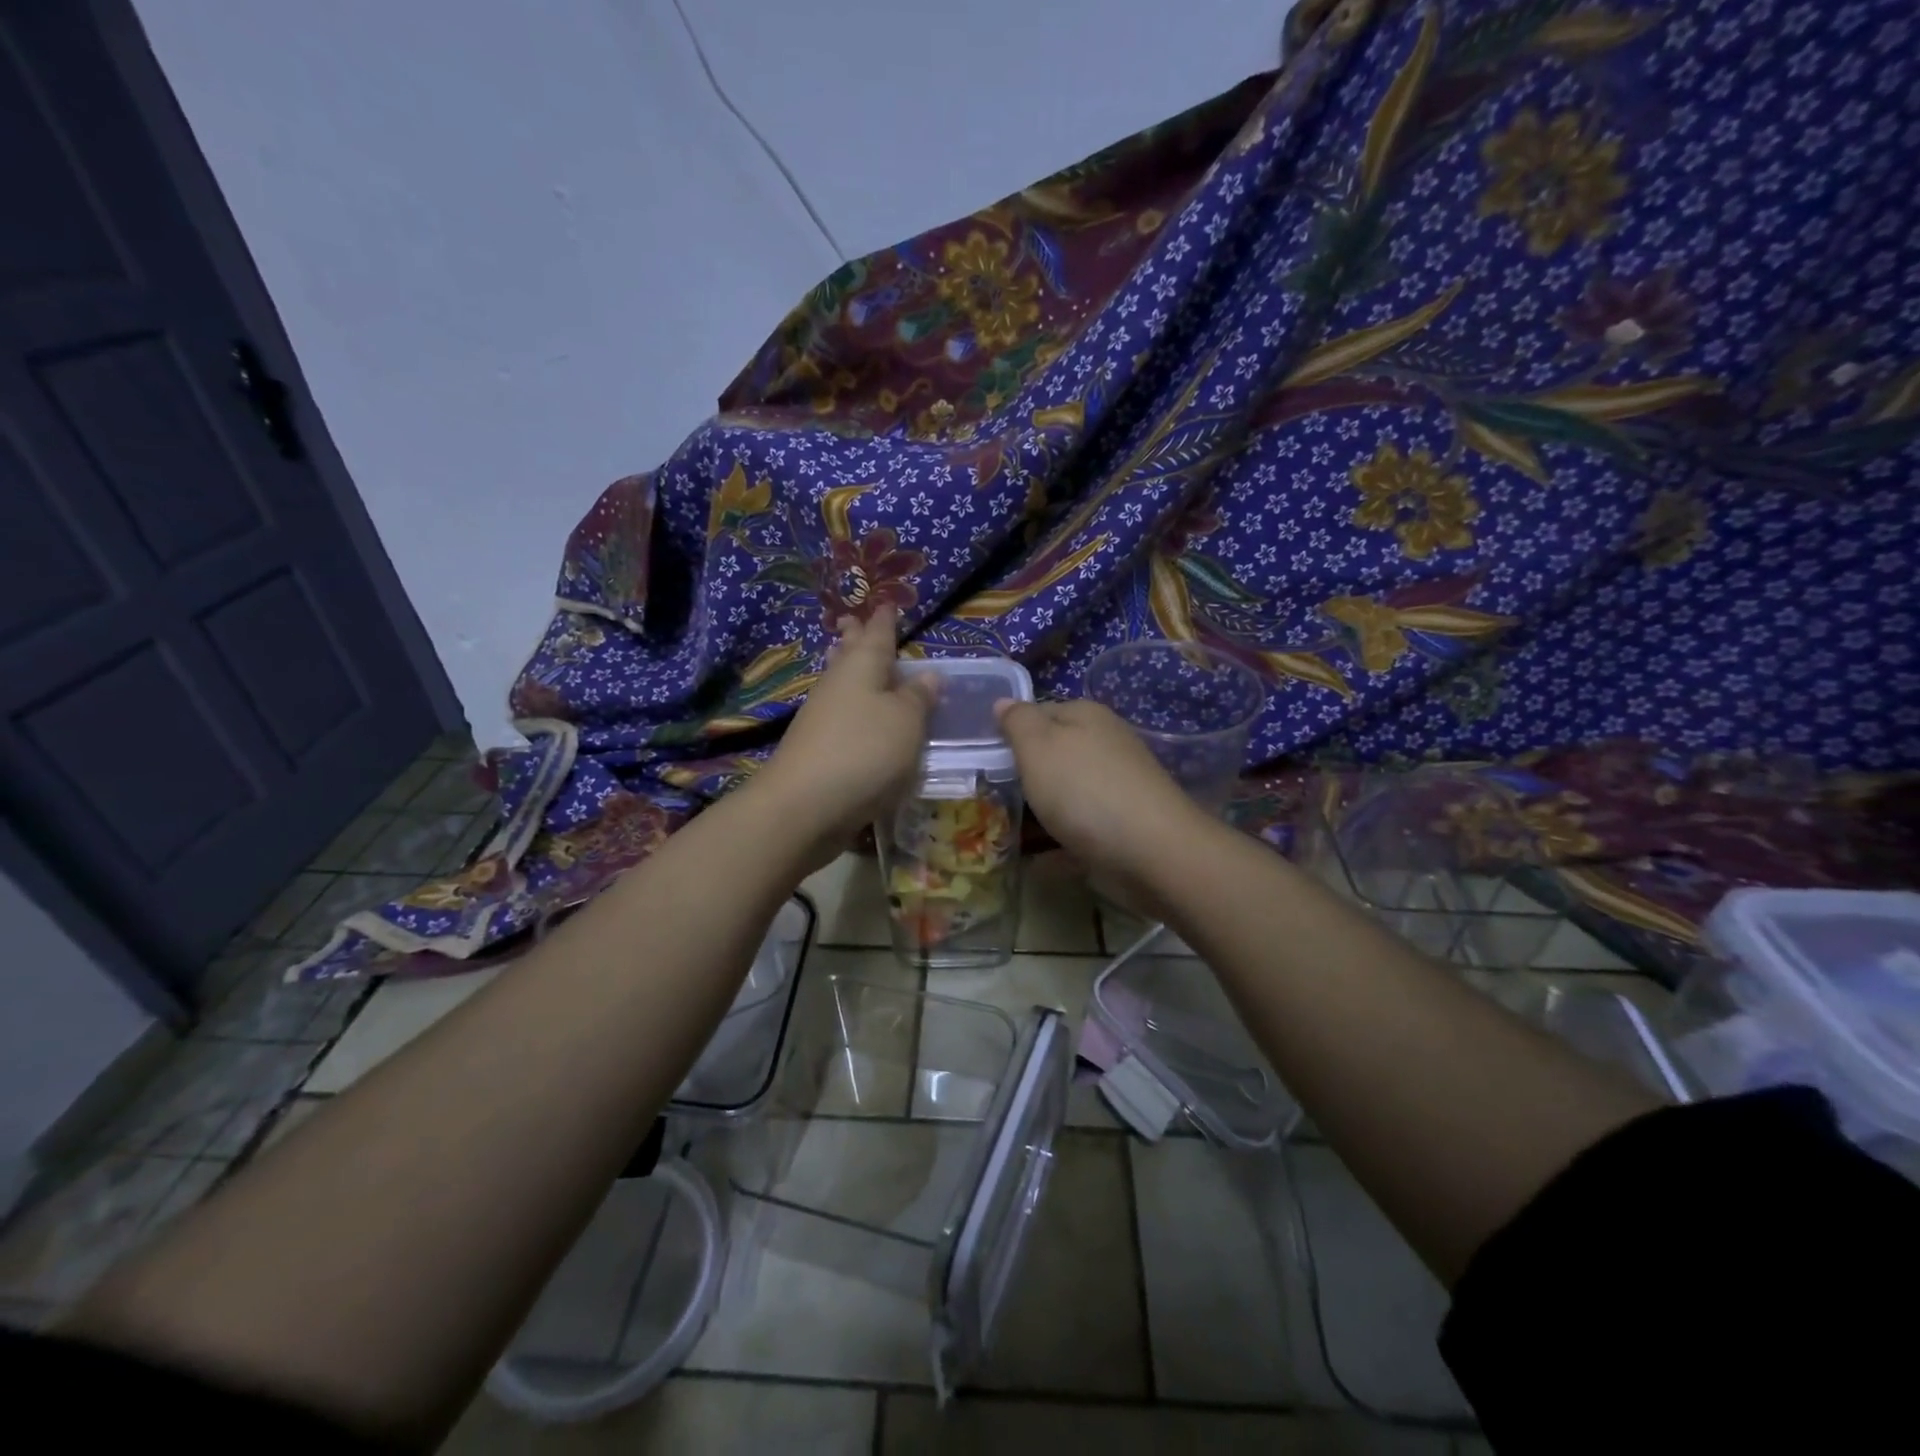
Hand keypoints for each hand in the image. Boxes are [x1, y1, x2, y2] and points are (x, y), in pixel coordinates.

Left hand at [752, 608, 936, 866]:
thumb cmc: (864, 752)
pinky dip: (846, 704)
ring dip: (846, 668)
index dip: (885, 620)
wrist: (804, 806)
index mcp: (862, 668)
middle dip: (854, 637)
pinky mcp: (816, 749)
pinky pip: (836, 713)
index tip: (888, 603)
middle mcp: (838, 686)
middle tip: (853, 619)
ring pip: (838, 682)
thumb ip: (918, 698)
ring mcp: (821, 717)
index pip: (878, 635)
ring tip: (847, 655)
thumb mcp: (906, 722)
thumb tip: (929, 675)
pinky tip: (853, 713)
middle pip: (848, 654)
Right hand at [993, 698, 1209, 899]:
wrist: (1151, 852)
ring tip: (1003, 830)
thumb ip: (1017, 722)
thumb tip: (1003, 701)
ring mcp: (1116, 788)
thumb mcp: (1038, 746)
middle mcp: (1104, 746)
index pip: (1038, 712)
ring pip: (1065, 794)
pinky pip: (1078, 831)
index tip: (983, 758)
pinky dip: (1057, 844)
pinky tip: (1035, 861)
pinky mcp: (1121, 827)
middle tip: (988, 796)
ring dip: (1038, 811)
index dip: (1010, 732)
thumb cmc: (1084, 789)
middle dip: (1023, 775)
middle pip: (1053, 755)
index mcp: (1086, 716)